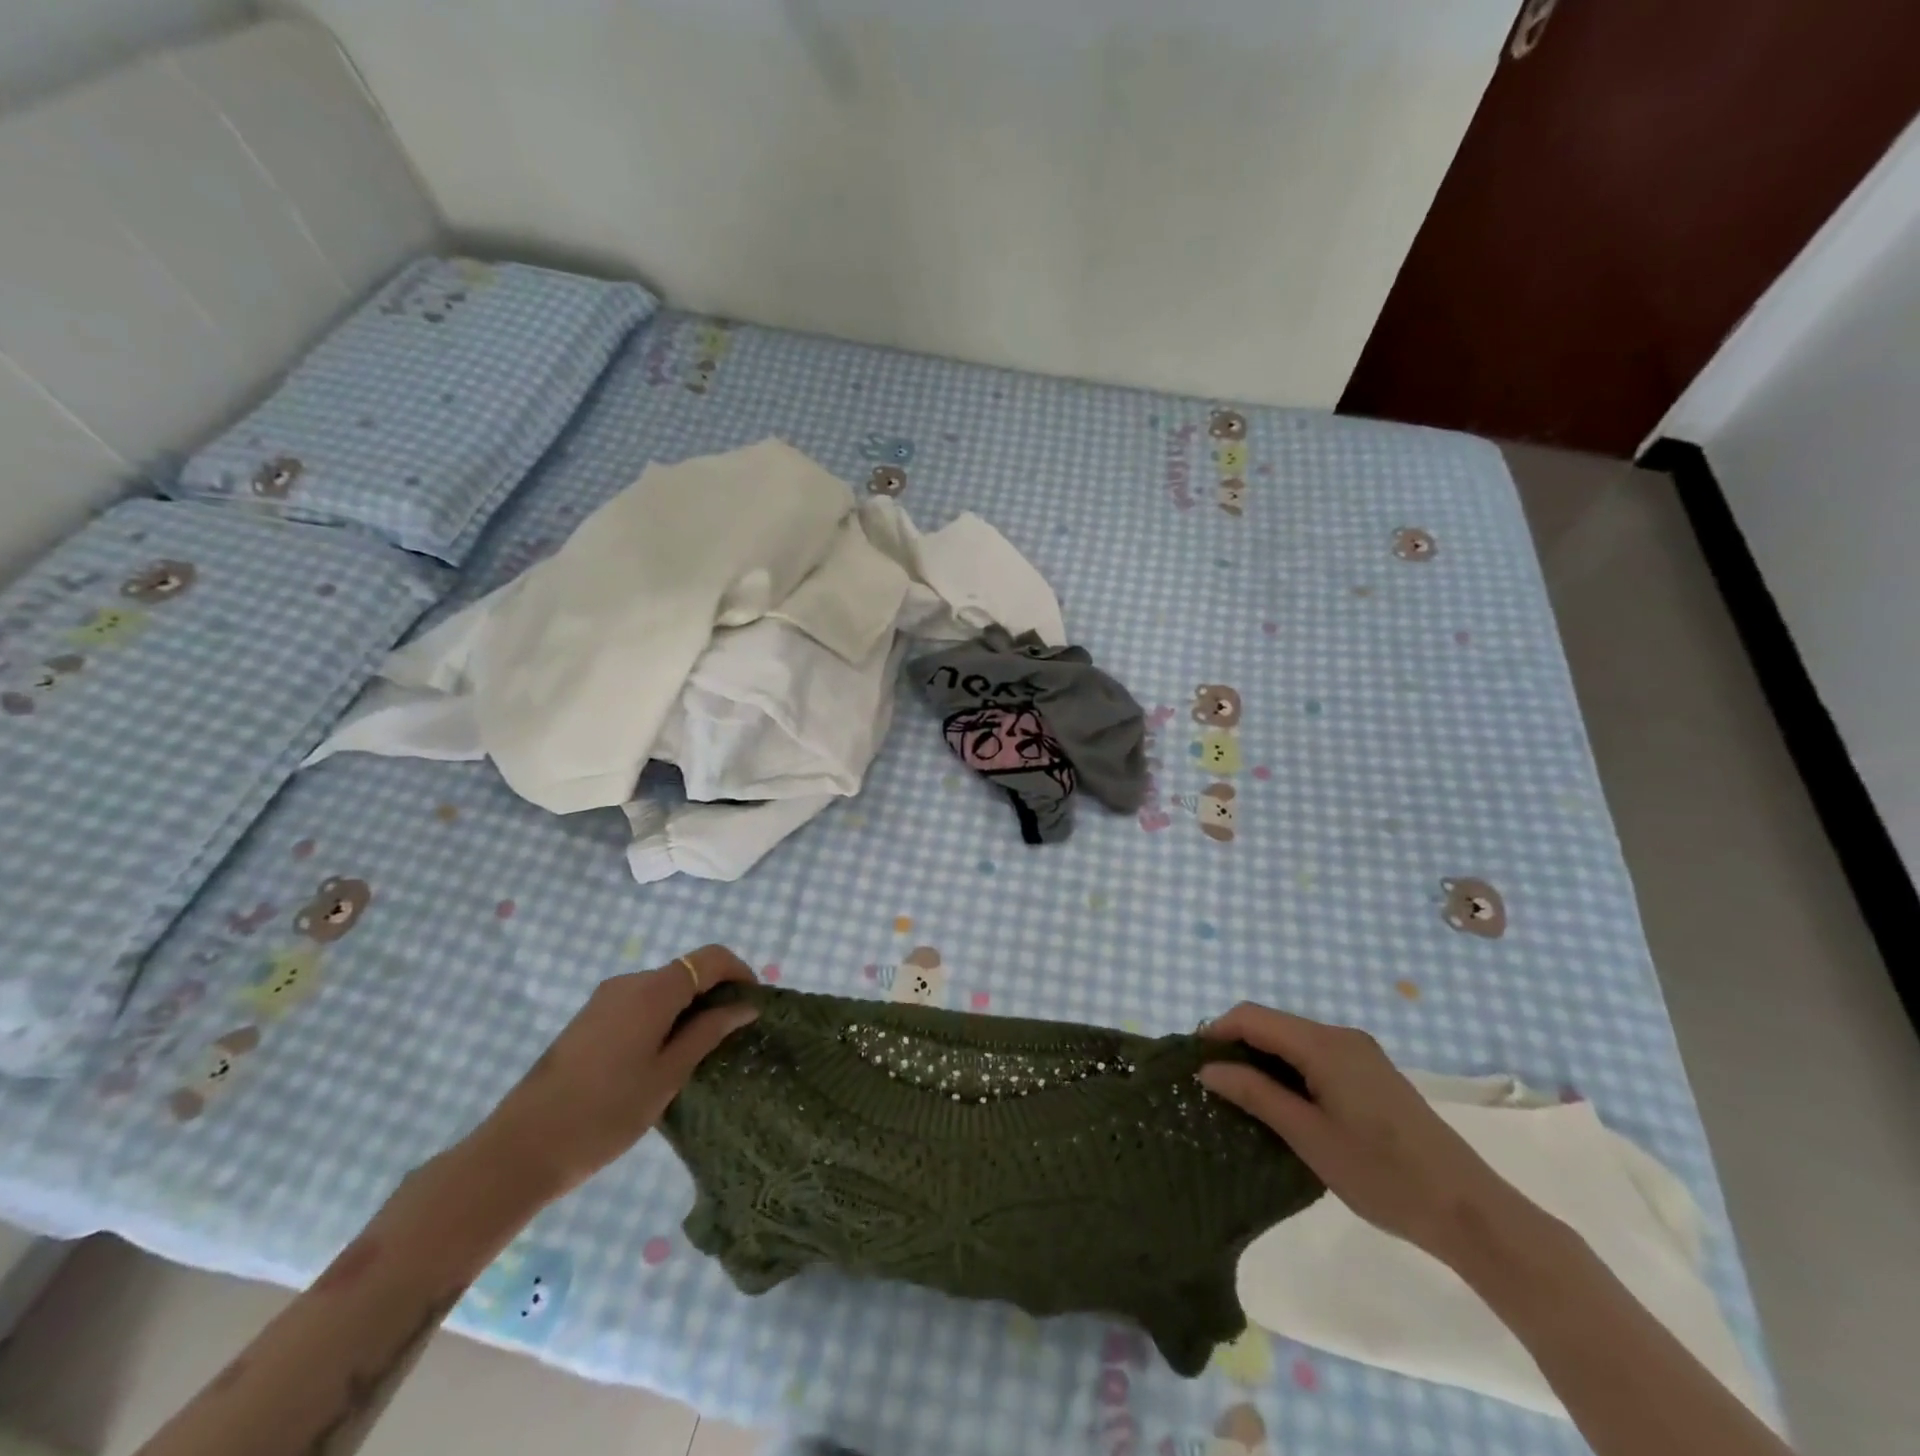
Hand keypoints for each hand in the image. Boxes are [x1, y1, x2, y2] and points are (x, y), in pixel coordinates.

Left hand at [475, 945, 758, 1199]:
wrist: (519, 1150)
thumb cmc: (605, 1114)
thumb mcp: (668, 1075)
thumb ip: (708, 1032)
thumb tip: (745, 1006)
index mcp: (652, 990)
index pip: (711, 958)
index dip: (740, 972)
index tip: (754, 1005)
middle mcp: (629, 982)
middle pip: (687, 971)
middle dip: (715, 994)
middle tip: (731, 1037)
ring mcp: (604, 999)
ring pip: (663, 989)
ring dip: (689, 1008)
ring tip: (699, 1054)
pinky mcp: (589, 1019)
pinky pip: (640, 1004)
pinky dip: (663, 1018)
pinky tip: (661, 1059)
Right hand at [1199, 1003, 1535, 1269]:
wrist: (1470, 1211)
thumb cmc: (1382, 1174)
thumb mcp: (1308, 1136)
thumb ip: (1255, 1095)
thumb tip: (1208, 1069)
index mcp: (1325, 1044)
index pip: (1253, 1016)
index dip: (1217, 1031)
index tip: (1192, 1062)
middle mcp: (1341, 1036)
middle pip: (1273, 1024)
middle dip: (1238, 1046)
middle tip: (1212, 1085)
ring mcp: (1360, 1054)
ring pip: (1293, 1040)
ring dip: (1263, 1059)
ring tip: (1240, 1097)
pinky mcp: (1371, 1074)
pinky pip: (1315, 1056)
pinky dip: (1289, 1070)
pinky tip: (1282, 1103)